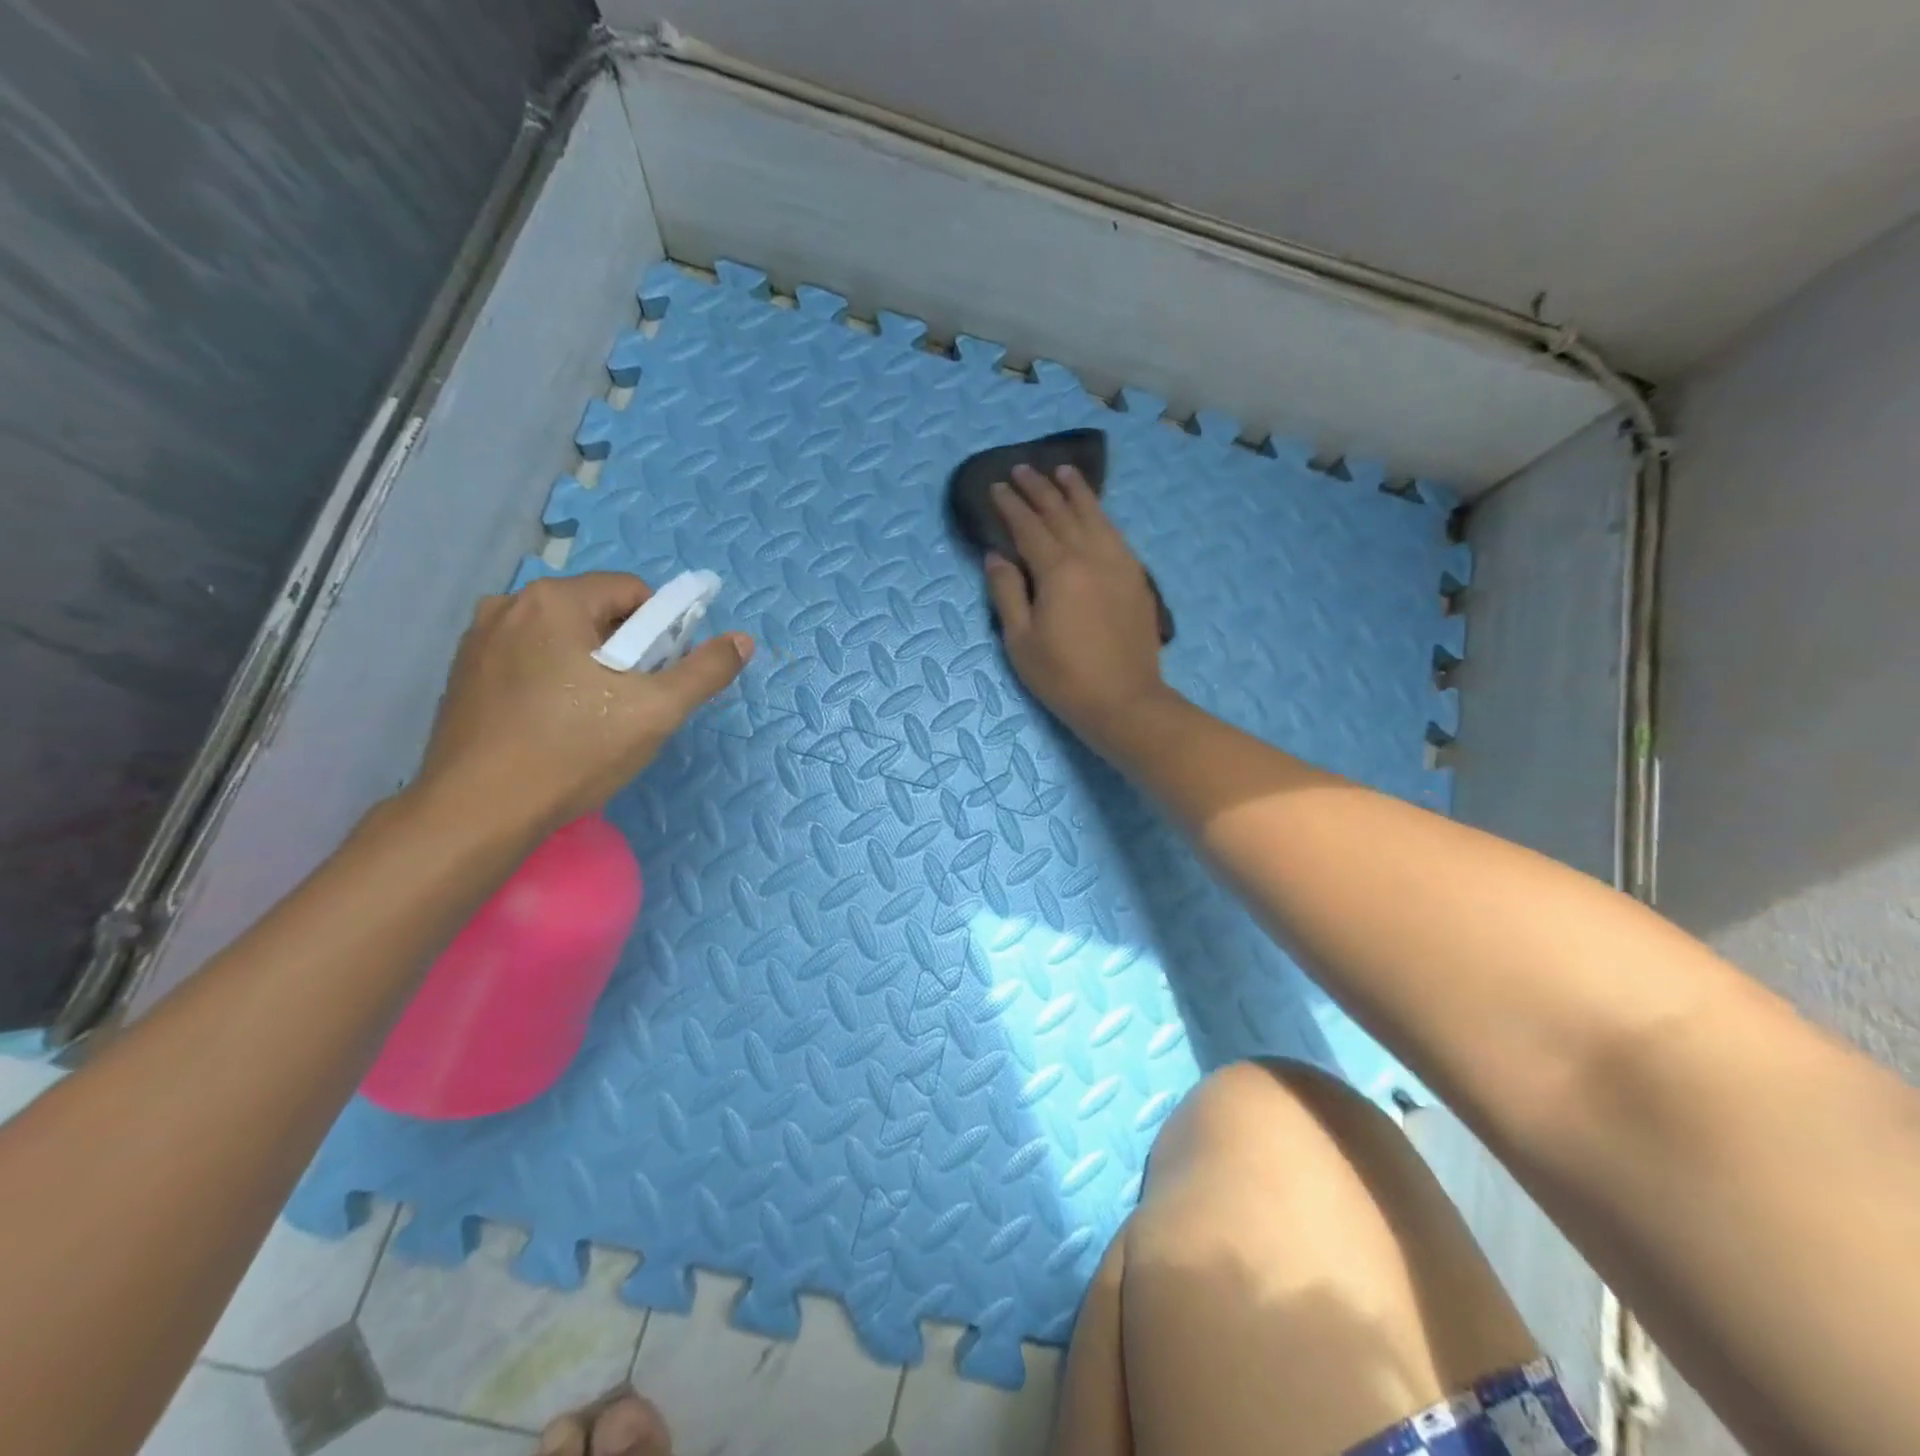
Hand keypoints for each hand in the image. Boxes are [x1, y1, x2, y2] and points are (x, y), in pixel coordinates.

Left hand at [413, 573, 752, 831]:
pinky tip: (554, 725)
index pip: (633, 592)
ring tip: (593, 719)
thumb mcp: (657, 711)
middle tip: (631, 703)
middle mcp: (509, 605)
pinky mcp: (463, 675)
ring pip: (561, 639)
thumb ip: (705, 670)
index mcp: (554, 601)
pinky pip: (528, 660)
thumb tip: (742, 641)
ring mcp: (478, 640)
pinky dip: (552, 680)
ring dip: (588, 666)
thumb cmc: (574, 751)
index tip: (659, 677)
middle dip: (625, 650)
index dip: (661, 632)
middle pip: (596, 613)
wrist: (478, 811)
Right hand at [986, 464, 1172, 741]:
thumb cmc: (1063, 677)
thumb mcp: (1020, 640)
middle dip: (1040, 488)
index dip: (1011, 505)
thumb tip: (996, 555)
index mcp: (1058, 570)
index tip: (997, 486)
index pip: (1029, 526)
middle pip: (1062, 512)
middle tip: (1023, 468)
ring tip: (1063, 471)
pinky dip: (1101, 515)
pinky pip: (1115, 533)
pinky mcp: (1136, 577)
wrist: (1124, 701)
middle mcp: (1091, 555)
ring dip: (1076, 491)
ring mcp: (1119, 563)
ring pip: (1095, 516)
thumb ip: (1006, 592)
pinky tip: (1095, 511)